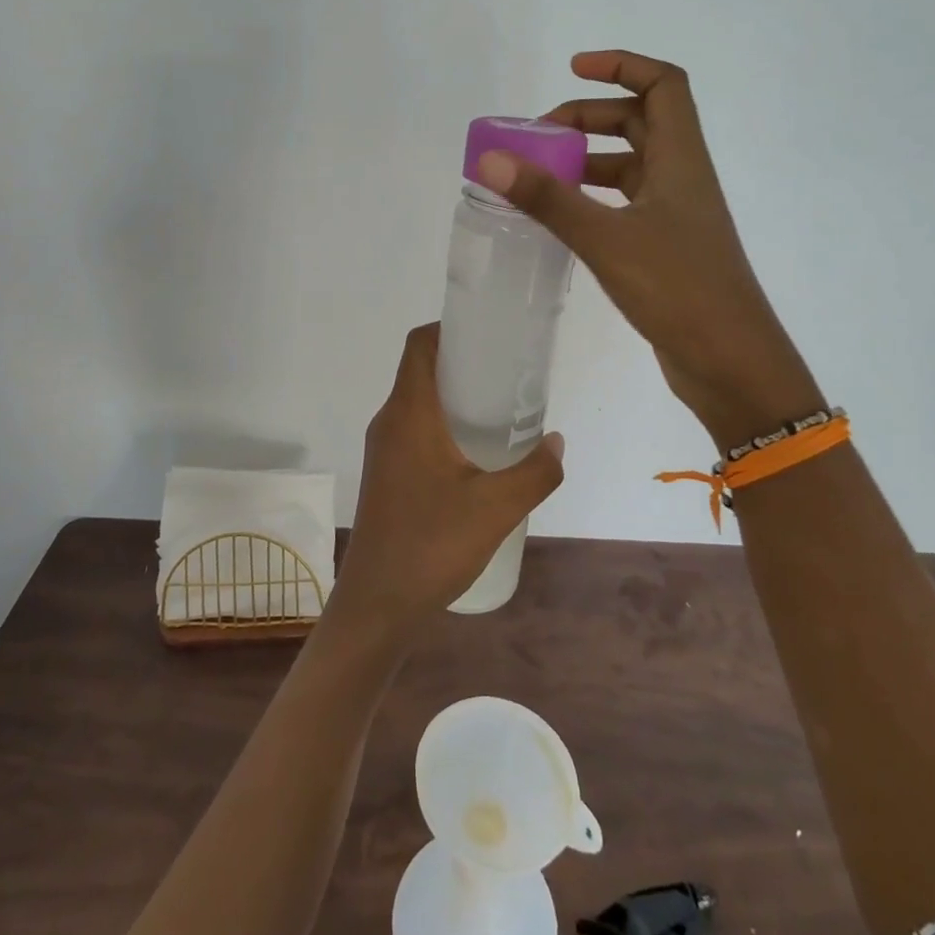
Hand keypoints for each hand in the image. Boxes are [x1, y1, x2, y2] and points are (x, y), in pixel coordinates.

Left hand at [331, 325, 564, 638]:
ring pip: (418, 401)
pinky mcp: (386, 473)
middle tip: (508, 373)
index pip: (420, 345)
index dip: (450, 328)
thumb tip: (556, 442)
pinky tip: (476, 452)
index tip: (490, 334)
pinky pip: (415, 428)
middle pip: (421, 369)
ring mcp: (384, 449)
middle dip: (463, 362)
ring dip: (454, 395)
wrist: (378, 606)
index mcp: (409, 413)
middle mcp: (390, 421)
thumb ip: (536, 472)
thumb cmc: (432, 546)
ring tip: (500, 409)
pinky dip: (444, 423)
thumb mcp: (497, 508)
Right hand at [474, 50, 823, 452]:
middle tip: (540, 137)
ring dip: (589, 160)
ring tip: (541, 176)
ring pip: (631, 167)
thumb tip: (492, 159)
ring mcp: (676, 216)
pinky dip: (594, 199)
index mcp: (681, 159)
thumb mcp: (606, 239)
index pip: (662, 84)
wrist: (731, 363)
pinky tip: (563, 218)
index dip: (621, 66)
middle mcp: (682, 178)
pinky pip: (626, 205)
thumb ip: (548, 199)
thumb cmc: (679, 289)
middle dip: (590, 118)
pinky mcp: (666, 249)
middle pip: (640, 122)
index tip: (572, 69)